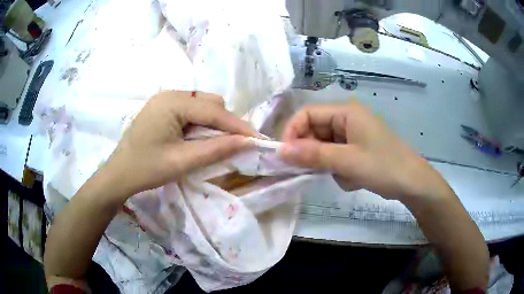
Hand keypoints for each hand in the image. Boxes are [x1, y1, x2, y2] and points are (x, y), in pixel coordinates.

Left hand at [102, 90, 257, 199]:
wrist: (118, 174)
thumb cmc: (146, 169)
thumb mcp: (182, 162)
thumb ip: (215, 149)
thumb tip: (246, 142)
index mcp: (173, 102)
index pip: (214, 111)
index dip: (238, 126)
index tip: (257, 139)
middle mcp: (170, 94)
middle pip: (209, 102)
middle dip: (226, 122)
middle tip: (235, 144)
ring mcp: (165, 99)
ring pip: (201, 105)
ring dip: (214, 122)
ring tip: (216, 143)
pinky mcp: (163, 108)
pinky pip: (190, 109)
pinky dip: (201, 122)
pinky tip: (199, 137)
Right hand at [279, 99, 446, 199]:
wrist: (411, 183)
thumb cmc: (383, 167)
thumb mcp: (347, 161)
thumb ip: (313, 154)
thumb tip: (281, 150)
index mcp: (346, 112)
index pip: (307, 114)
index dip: (292, 132)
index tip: (285, 156)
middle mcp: (347, 118)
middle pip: (314, 130)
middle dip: (311, 152)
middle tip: (313, 171)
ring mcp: (352, 134)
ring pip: (323, 145)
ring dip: (327, 163)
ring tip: (343, 175)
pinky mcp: (356, 148)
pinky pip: (335, 155)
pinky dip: (338, 168)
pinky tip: (352, 178)